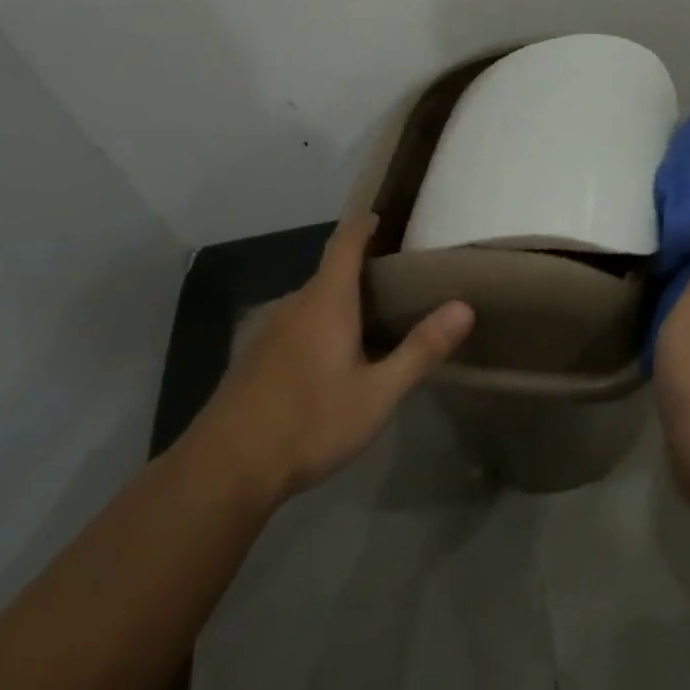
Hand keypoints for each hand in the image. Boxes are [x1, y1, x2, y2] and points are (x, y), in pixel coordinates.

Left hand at [189, 215, 474, 506]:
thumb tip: (464, 307)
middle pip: (329, 273)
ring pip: (310, 303)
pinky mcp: (252, 358)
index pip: (345, 242)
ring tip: (368, 325)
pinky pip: (293, 326)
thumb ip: (421, 349)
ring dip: (338, 304)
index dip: (363, 225)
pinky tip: (328, 364)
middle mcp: (294, 305)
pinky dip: (316, 328)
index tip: (382, 219)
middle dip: (360, 272)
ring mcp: (267, 331)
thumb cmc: (310, 423)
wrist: (224, 470)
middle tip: (396, 287)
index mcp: (327, 301)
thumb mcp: (378, 393)